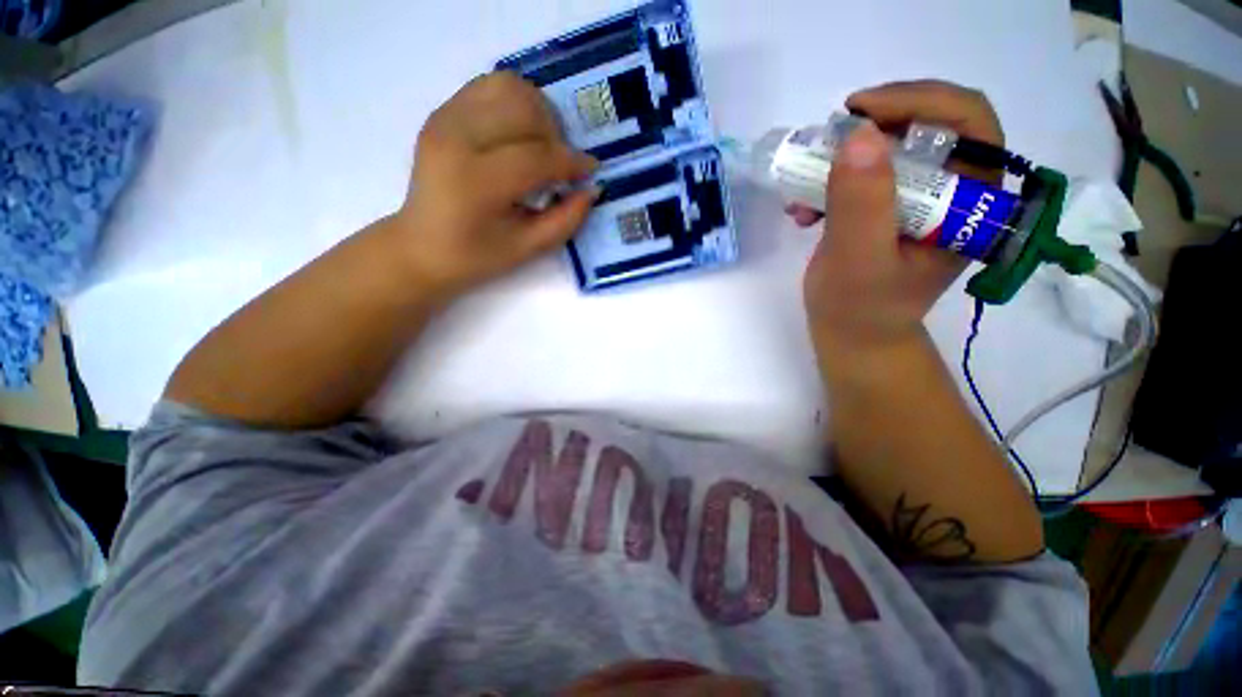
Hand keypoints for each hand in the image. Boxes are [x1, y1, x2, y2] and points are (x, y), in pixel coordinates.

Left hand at [388, 72, 597, 300]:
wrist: (421, 247)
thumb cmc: (476, 256)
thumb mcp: (527, 249)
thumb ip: (565, 220)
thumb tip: (591, 190)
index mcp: (476, 181)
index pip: (537, 156)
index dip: (571, 162)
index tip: (590, 171)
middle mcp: (457, 138)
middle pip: (524, 108)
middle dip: (555, 135)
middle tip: (561, 164)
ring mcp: (446, 119)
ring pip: (507, 86)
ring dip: (537, 112)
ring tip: (542, 145)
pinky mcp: (442, 113)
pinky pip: (489, 88)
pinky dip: (514, 104)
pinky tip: (519, 135)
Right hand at [792, 81, 1004, 366]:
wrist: (851, 334)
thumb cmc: (860, 309)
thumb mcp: (859, 260)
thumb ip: (862, 203)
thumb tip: (859, 134)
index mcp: (973, 202)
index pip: (969, 123)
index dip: (918, 101)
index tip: (858, 111)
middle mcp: (955, 192)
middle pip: (929, 126)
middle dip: (872, 129)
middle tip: (827, 142)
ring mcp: (920, 199)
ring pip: (891, 148)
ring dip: (842, 161)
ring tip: (803, 189)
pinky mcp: (889, 208)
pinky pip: (865, 175)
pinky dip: (830, 183)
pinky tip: (804, 209)